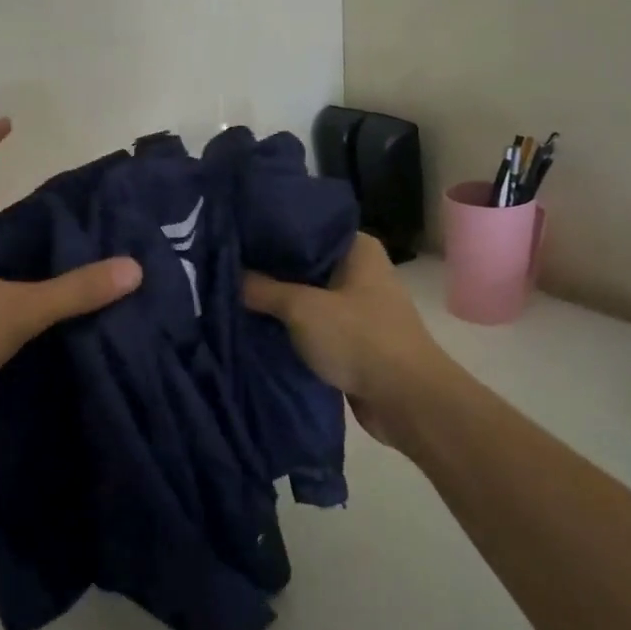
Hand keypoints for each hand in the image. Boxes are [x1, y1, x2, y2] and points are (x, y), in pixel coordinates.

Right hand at [243, 232, 450, 448]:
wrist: (406, 401)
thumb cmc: (359, 338)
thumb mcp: (302, 308)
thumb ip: (263, 289)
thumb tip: (231, 274)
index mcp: (357, 248)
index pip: (305, 228)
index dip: (269, 233)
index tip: (233, 235)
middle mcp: (359, 271)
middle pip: (303, 264)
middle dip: (268, 271)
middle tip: (224, 267)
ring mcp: (356, 307)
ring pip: (306, 298)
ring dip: (277, 303)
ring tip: (231, 296)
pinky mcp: (351, 339)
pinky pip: (312, 326)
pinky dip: (289, 329)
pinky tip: (255, 327)